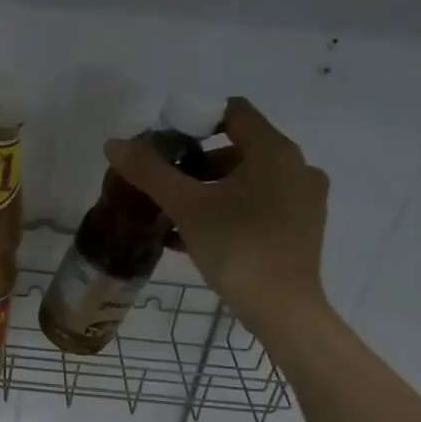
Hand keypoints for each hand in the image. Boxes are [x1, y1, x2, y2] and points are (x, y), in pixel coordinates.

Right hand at [105, 97, 331, 343]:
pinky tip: (196, 236)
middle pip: (239, 148)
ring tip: (175, 213)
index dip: (195, 120)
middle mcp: (297, 167)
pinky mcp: (302, 229)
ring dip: (211, 190)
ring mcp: (305, 200)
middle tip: (165, 183)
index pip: (233, 112)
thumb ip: (149, 171)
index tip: (166, 143)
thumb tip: (114, 144)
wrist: (283, 309)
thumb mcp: (185, 206)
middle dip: (198, 162)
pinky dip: (230, 210)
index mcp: (274, 151)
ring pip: (248, 180)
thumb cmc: (236, 246)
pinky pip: (260, 205)